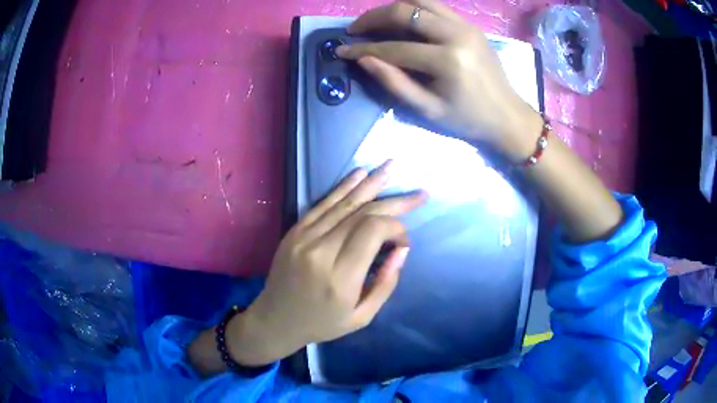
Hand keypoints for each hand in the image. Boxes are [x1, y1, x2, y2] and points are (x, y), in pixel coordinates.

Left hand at [226, 162, 426, 364]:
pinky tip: (360, 174)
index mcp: (340, 278)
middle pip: (363, 214)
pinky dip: (343, 187)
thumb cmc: (321, 323)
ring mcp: (304, 238)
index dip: (396, 228)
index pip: (373, 231)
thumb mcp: (361, 317)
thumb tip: (402, 248)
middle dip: (394, 202)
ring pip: (344, 203)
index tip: (403, 241)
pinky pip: (322, 204)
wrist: (275, 319)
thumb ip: (386, 283)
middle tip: (419, 194)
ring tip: (392, 166)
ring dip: (371, 183)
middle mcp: (321, 252)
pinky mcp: (295, 231)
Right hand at [336, 0, 542, 161]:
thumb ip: (394, 83)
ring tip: (375, 20)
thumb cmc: (468, 119)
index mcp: (447, 61)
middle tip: (354, 29)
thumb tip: (364, 60)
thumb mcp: (428, 110)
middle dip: (373, 17)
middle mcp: (457, 34)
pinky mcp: (470, 24)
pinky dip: (413, 7)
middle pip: (405, 11)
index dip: (364, 49)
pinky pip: (435, 6)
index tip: (343, 50)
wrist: (507, 115)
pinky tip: (401, 19)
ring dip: (392, 7)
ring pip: (420, 0)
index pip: (395, 48)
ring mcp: (466, 25)